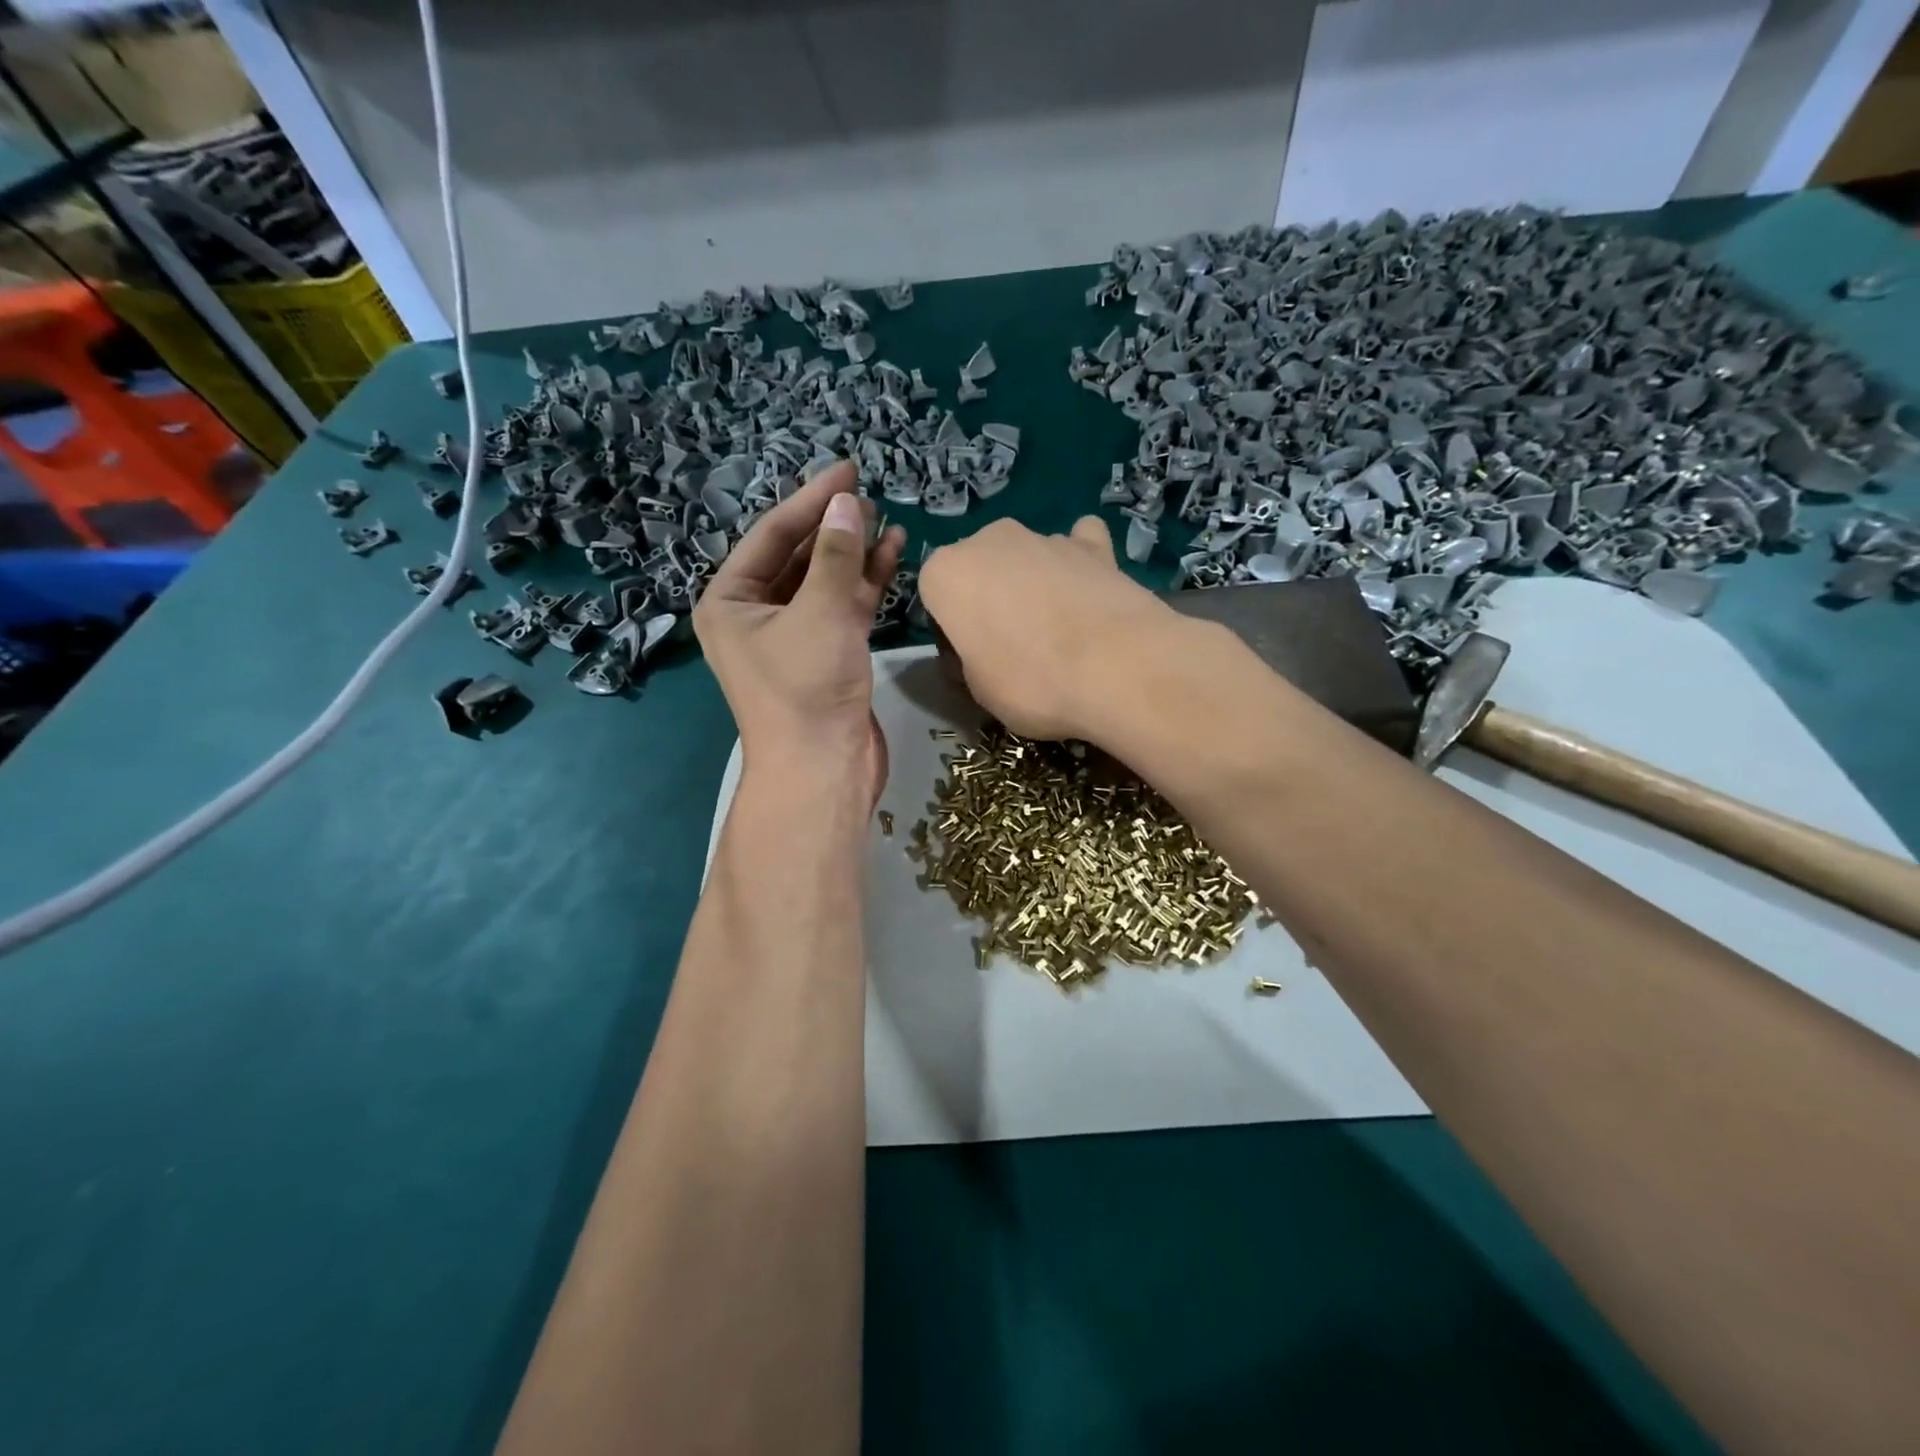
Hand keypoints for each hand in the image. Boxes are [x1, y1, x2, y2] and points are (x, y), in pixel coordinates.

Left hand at [693, 461, 905, 803]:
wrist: (823, 770)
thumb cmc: (807, 689)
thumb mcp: (819, 612)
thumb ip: (834, 555)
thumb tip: (848, 502)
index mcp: (730, 602)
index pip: (771, 535)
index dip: (811, 499)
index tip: (848, 469)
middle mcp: (756, 616)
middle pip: (797, 556)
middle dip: (833, 525)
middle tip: (868, 491)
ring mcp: (793, 637)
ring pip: (824, 582)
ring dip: (854, 553)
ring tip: (887, 519)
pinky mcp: (827, 656)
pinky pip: (843, 608)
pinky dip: (865, 584)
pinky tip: (892, 555)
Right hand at [917, 516, 1179, 741]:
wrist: (1117, 667)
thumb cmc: (1030, 682)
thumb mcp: (978, 690)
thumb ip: (969, 659)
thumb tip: (982, 652)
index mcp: (945, 573)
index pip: (934, 600)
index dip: (952, 634)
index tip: (972, 662)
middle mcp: (988, 540)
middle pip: (979, 571)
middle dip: (989, 601)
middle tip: (1013, 648)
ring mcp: (1044, 536)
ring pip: (1025, 559)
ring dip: (1032, 584)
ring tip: (1060, 632)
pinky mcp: (1094, 544)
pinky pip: (1077, 546)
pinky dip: (1079, 563)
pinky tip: (1089, 590)